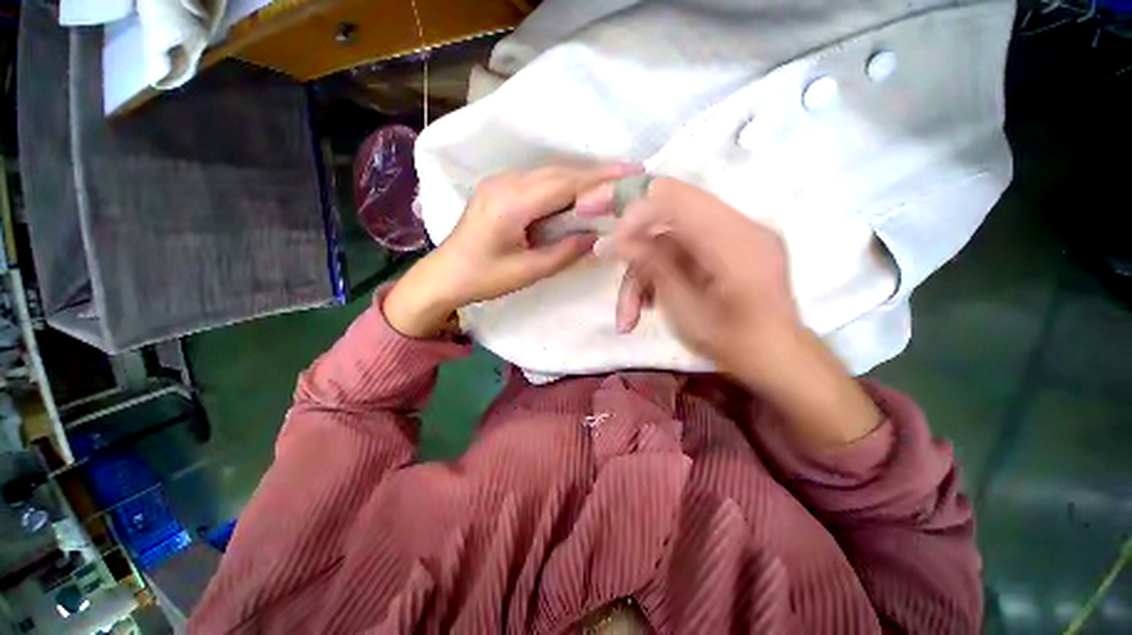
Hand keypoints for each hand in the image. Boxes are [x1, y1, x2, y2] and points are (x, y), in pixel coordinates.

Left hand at [385, 163, 640, 337]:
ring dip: (580, 179)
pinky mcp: (499, 189)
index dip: (600, 178)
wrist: (444, 275)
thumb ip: (564, 252)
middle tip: (628, 176)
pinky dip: (562, 186)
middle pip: (558, 173)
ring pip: (549, 174)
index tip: (631, 173)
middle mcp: (505, 183)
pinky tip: (578, 194)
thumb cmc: (483, 279)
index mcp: (511, 204)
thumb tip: (596, 237)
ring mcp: (500, 182)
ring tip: (611, 184)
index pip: (564, 184)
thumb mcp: (527, 271)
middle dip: (595, 175)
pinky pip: (537, 181)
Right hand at [599, 178, 797, 379]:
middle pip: (670, 206)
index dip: (633, 212)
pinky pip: (683, 248)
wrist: (778, 359)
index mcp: (734, 240)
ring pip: (670, 237)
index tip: (609, 242)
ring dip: (642, 273)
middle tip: (600, 248)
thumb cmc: (734, 344)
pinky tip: (646, 305)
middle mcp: (739, 225)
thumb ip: (654, 266)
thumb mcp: (685, 310)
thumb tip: (617, 239)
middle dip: (629, 230)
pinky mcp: (727, 247)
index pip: (674, 199)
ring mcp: (735, 234)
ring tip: (628, 316)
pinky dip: (659, 273)